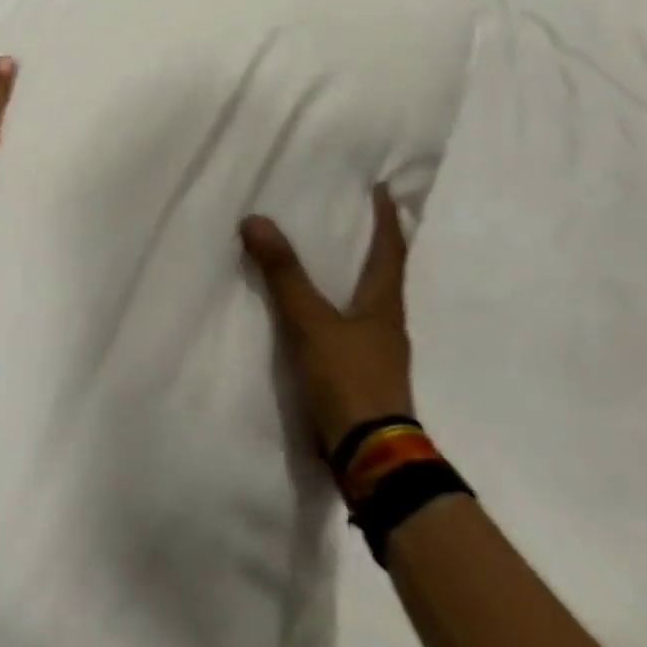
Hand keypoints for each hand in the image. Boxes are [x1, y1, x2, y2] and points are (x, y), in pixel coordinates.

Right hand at [241, 184, 413, 454]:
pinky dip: (336, 310)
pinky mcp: (362, 377)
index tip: (384, 190)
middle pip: (384, 274)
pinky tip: (315, 315)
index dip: (386, 218)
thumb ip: (283, 274)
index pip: (390, 250)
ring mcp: (377, 354)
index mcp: (384, 305)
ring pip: (366, 303)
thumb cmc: (347, 380)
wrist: (370, 456)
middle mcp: (387, 325)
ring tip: (329, 260)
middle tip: (352, 218)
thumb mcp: (310, 322)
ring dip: (353, 279)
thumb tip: (256, 220)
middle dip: (371, 245)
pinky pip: (349, 330)